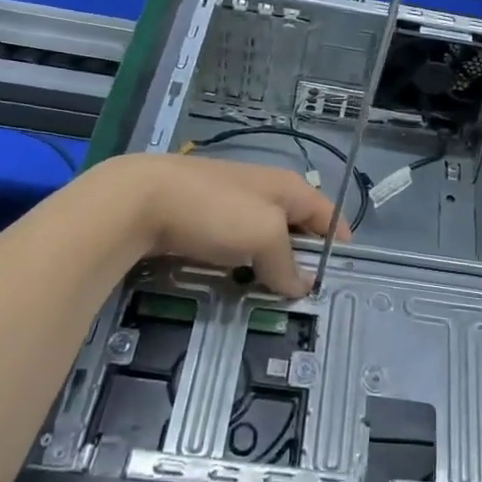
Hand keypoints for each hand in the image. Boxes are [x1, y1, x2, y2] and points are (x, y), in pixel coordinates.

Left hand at [85, 153, 343, 296]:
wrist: (142, 199)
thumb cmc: (216, 211)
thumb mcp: (264, 236)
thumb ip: (287, 262)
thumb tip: (303, 285)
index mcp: (288, 187)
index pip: (327, 213)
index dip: (338, 241)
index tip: (339, 274)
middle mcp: (265, 189)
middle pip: (297, 226)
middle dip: (303, 257)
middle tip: (304, 294)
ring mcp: (232, 201)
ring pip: (264, 237)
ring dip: (269, 262)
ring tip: (269, 294)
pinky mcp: (204, 216)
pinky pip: (236, 242)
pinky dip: (242, 261)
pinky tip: (234, 279)